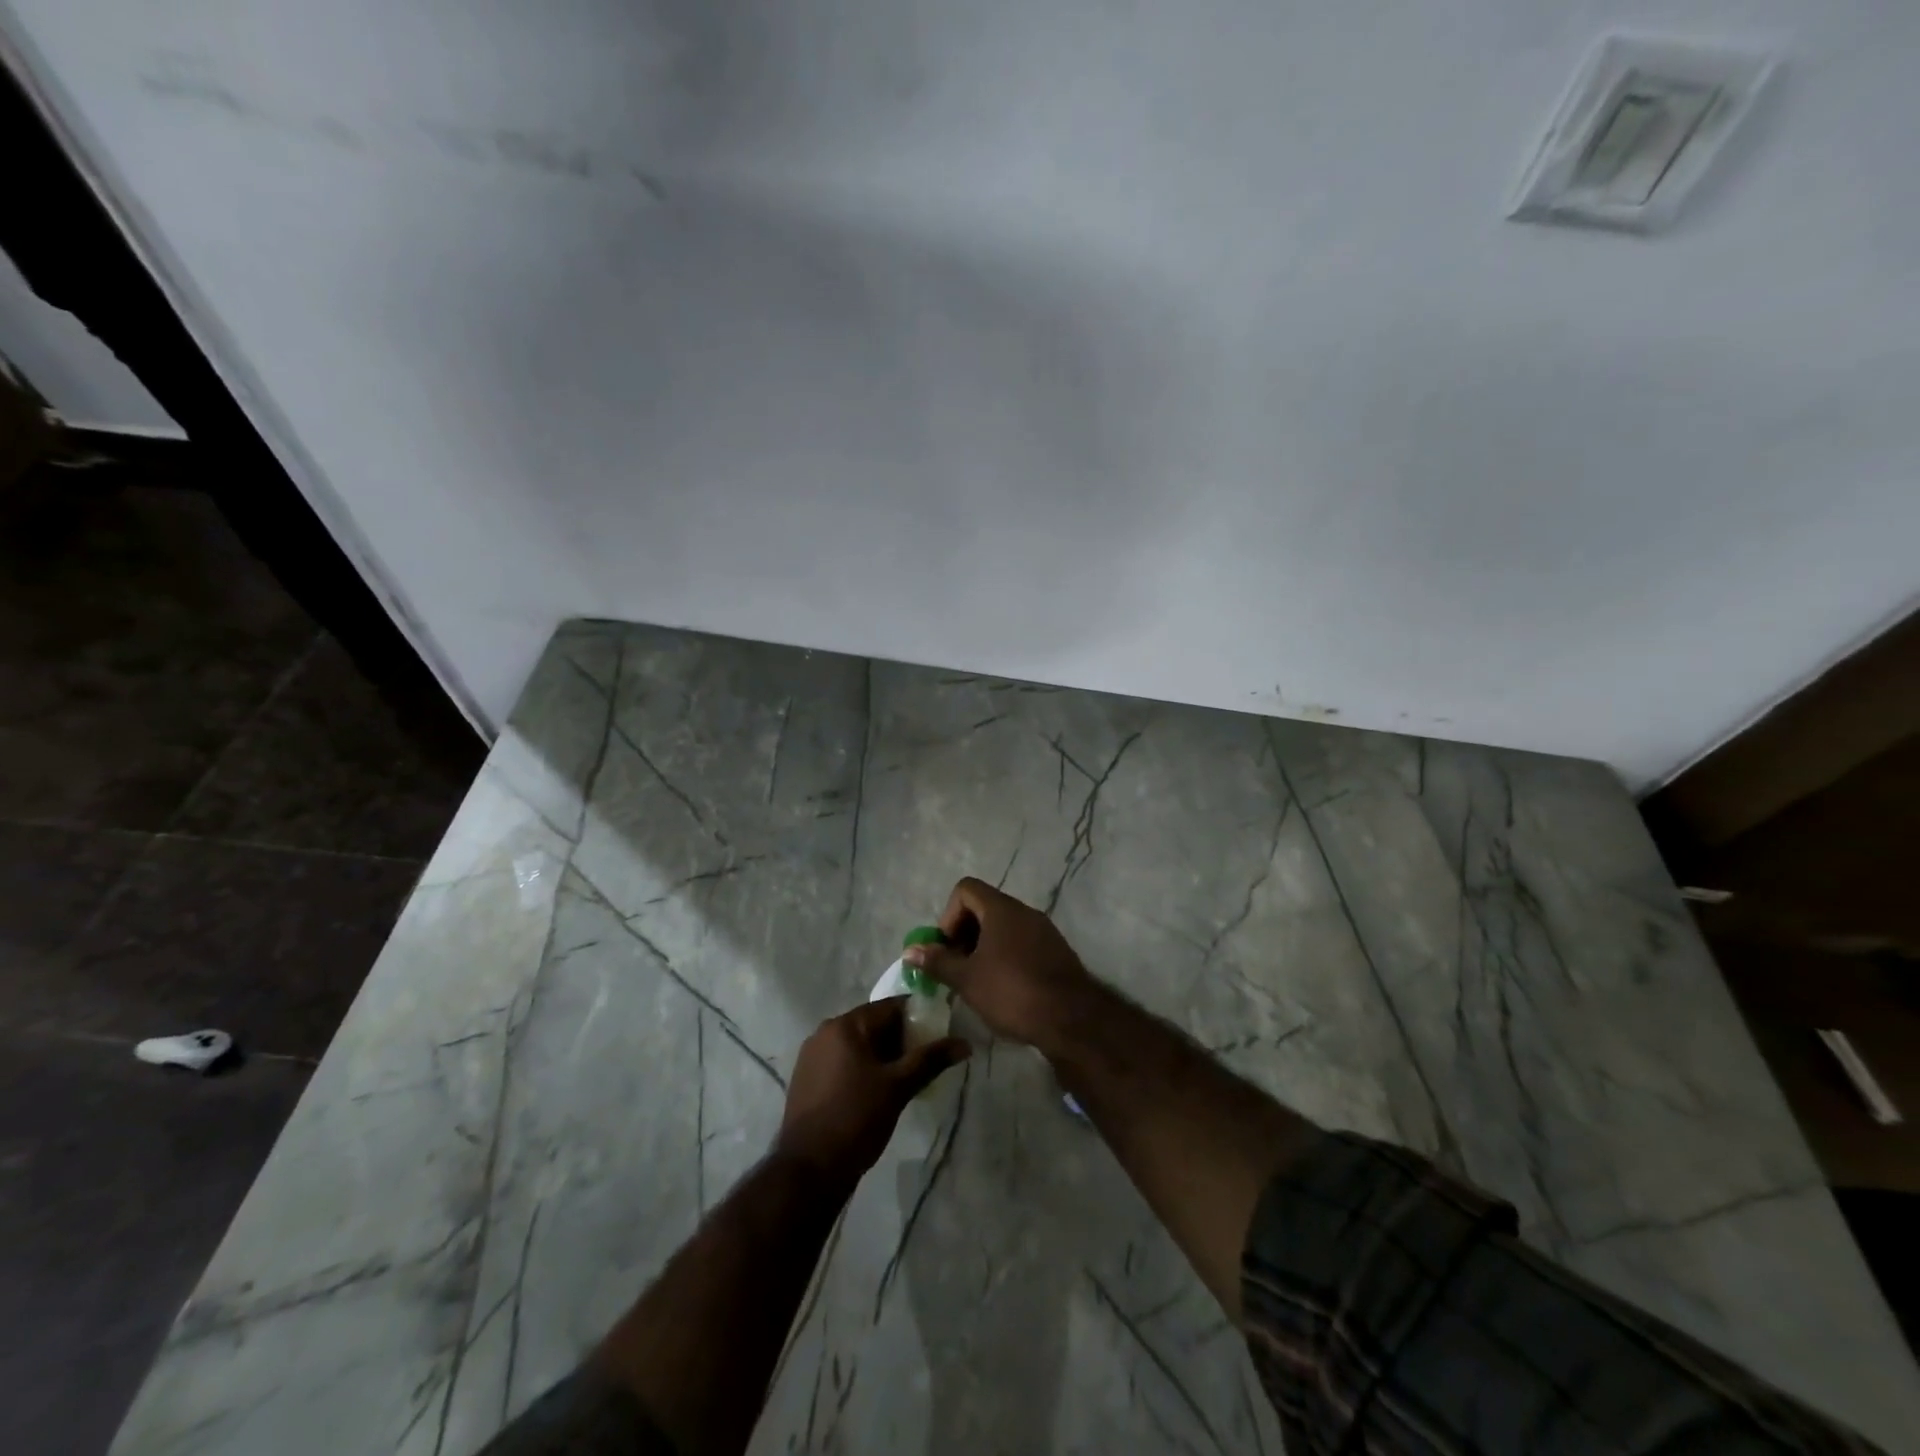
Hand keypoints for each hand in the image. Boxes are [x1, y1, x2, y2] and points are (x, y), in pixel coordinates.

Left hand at [775, 999, 968, 1183]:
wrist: (809, 1169)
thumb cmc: (856, 1119)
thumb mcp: (898, 1087)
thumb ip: (930, 1060)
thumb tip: (964, 1044)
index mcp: (845, 1025)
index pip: (890, 1007)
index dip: (918, 1018)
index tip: (938, 1035)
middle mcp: (825, 1031)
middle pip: (873, 1024)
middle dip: (901, 1040)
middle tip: (925, 1062)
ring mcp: (812, 1055)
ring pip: (859, 1045)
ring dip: (883, 1056)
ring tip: (905, 1079)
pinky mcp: (807, 1078)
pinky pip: (843, 1061)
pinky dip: (863, 1068)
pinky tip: (878, 1091)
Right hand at [904, 878, 1096, 1047]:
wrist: (1072, 1019)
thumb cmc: (1012, 992)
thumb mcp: (967, 979)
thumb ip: (937, 961)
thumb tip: (910, 950)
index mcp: (1002, 909)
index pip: (965, 889)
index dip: (949, 915)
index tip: (948, 948)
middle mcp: (1024, 912)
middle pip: (984, 907)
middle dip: (964, 934)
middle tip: (957, 968)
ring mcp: (1044, 931)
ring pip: (1004, 928)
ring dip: (984, 948)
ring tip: (977, 982)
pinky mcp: (1056, 952)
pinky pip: (1022, 943)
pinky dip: (1006, 957)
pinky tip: (1003, 989)